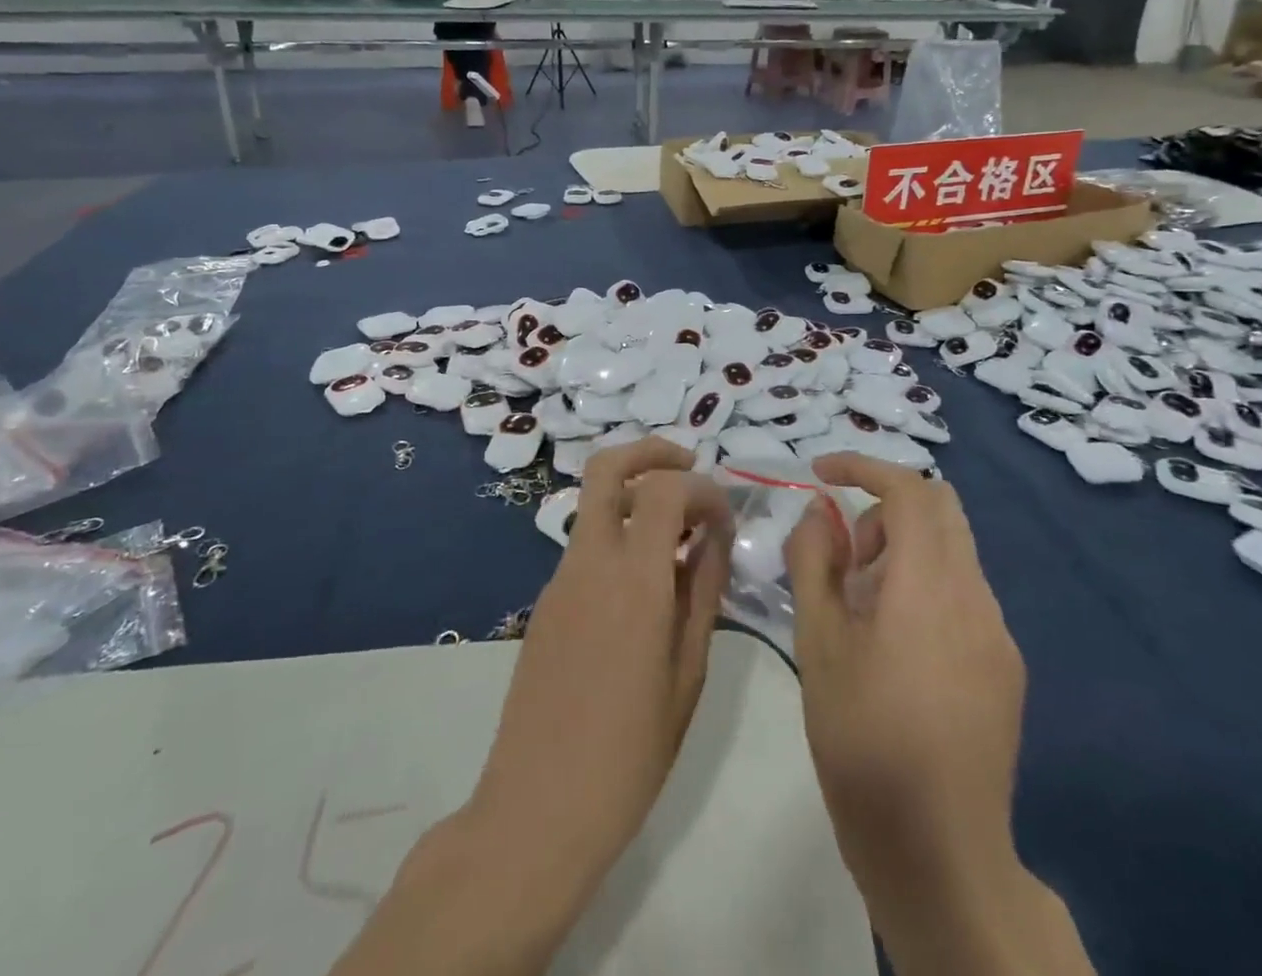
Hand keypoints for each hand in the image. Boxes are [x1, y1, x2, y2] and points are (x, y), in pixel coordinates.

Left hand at [469, 438, 730, 894]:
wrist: (537, 809)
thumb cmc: (630, 753)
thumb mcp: (687, 673)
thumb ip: (703, 592)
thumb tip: (714, 536)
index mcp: (633, 580)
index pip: (664, 488)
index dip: (701, 488)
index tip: (724, 518)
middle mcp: (590, 562)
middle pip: (607, 467)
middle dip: (652, 451)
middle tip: (690, 466)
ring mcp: (559, 578)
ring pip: (595, 503)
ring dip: (637, 495)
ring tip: (680, 534)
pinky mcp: (546, 600)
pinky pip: (587, 543)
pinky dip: (620, 534)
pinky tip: (648, 581)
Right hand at [787, 453, 1072, 973]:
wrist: (940, 852)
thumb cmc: (863, 741)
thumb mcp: (818, 645)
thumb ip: (814, 564)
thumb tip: (818, 514)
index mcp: (928, 586)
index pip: (908, 489)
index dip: (863, 466)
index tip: (820, 472)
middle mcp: (974, 596)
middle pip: (941, 507)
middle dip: (886, 506)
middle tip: (846, 552)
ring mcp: (998, 632)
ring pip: (953, 550)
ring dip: (904, 548)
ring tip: (862, 605)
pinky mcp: (1006, 665)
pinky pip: (965, 592)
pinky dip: (925, 583)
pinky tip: (896, 645)